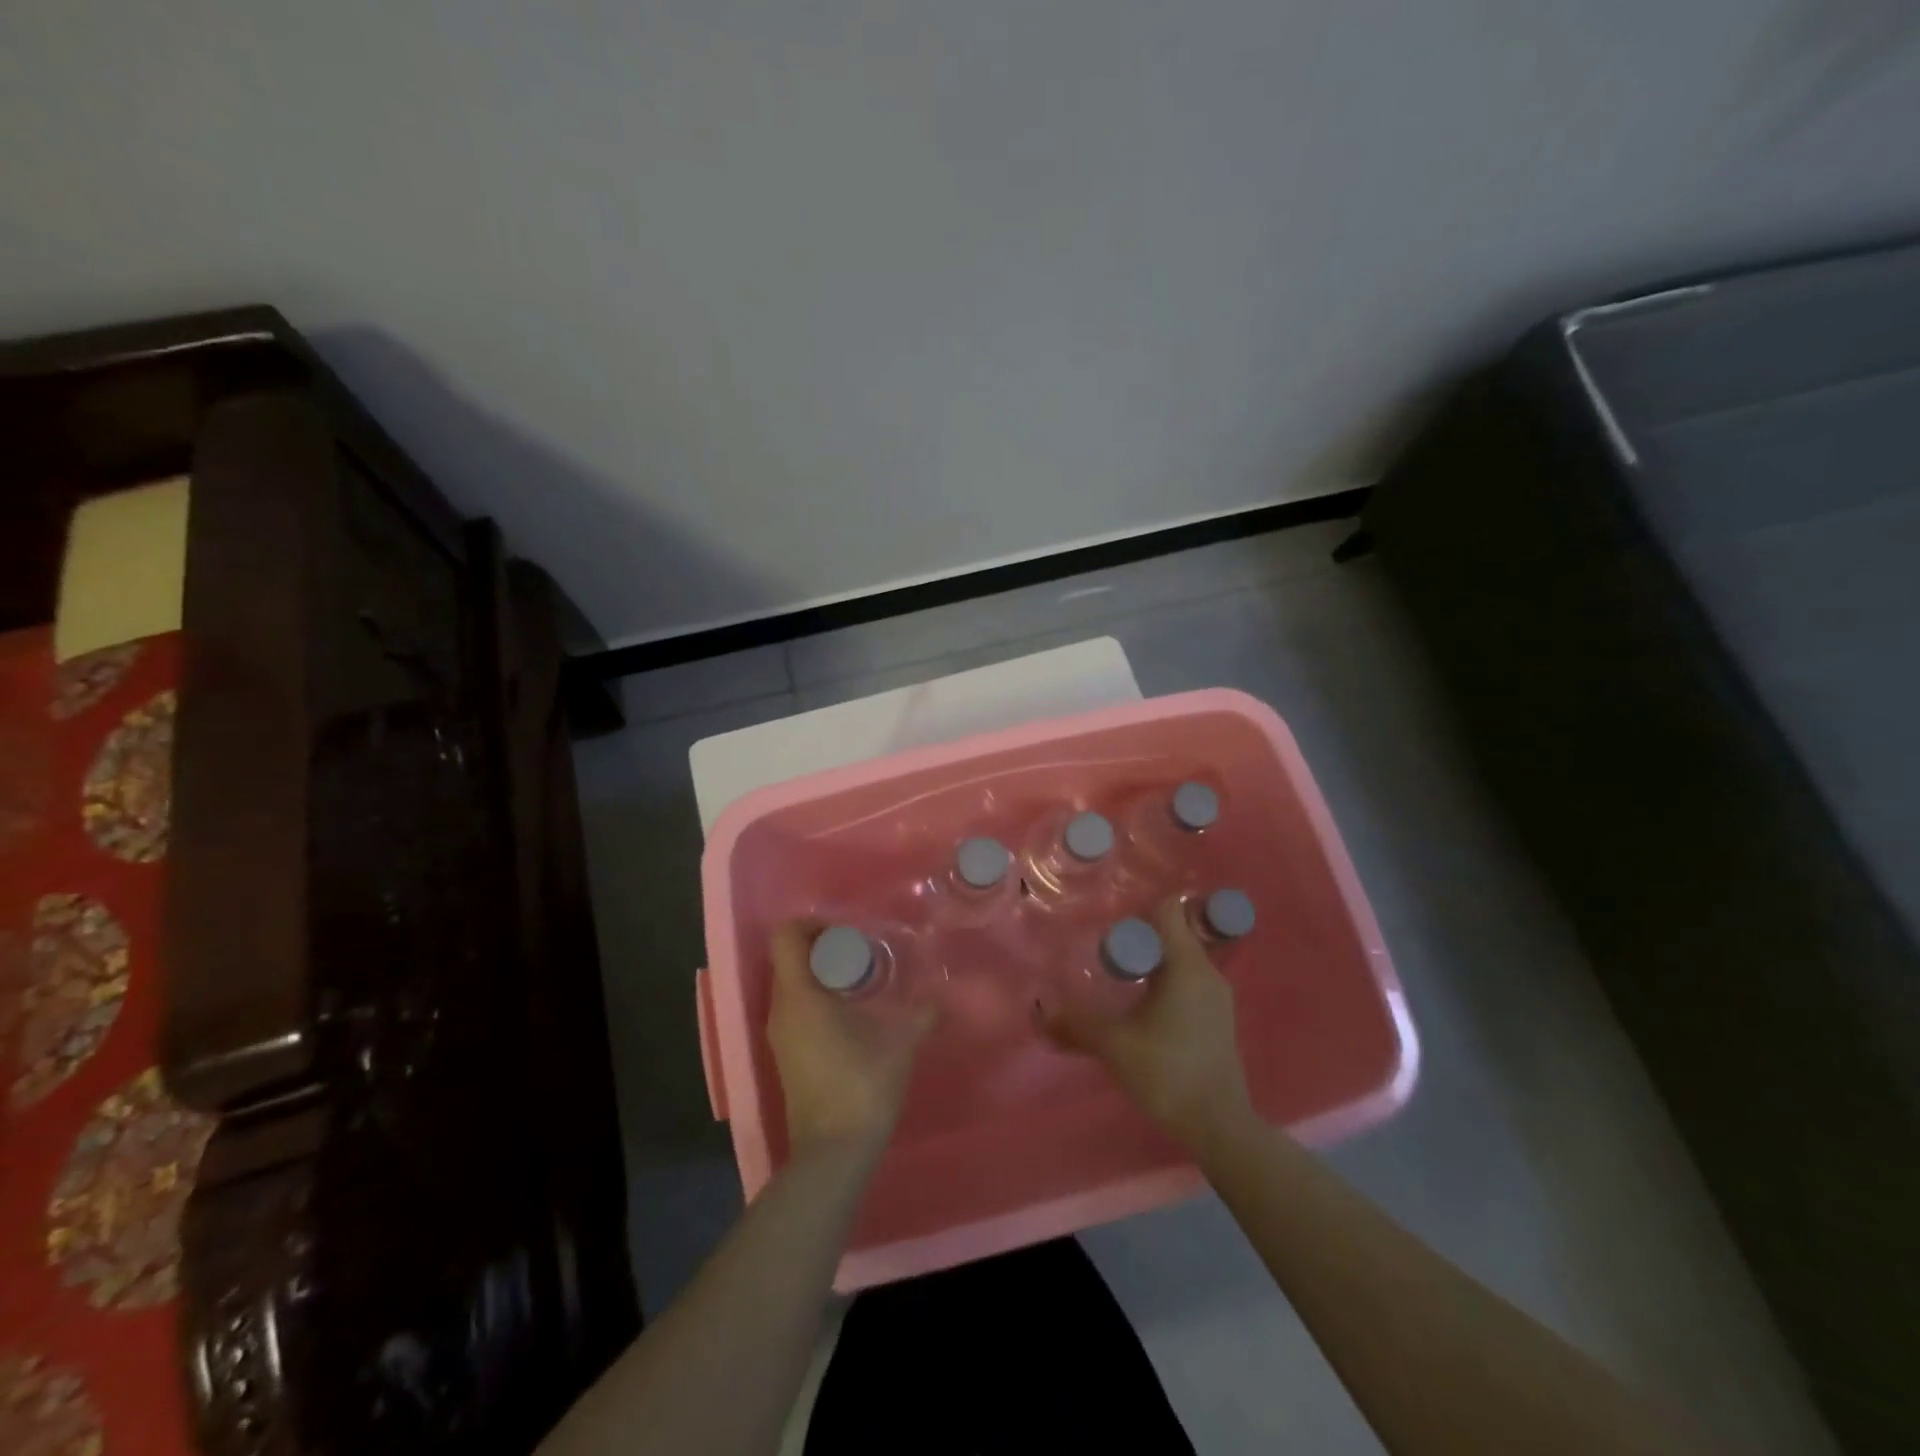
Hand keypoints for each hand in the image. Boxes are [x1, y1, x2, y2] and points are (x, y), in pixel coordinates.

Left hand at [766, 921, 937, 1161]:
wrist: (833, 1153)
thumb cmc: (861, 1086)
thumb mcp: (900, 1043)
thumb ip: (922, 1014)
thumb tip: (942, 998)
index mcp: (799, 996)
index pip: (785, 937)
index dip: (812, 923)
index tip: (846, 932)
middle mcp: (780, 1010)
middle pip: (788, 958)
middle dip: (822, 947)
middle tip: (861, 952)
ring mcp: (780, 1035)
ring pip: (791, 984)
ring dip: (820, 974)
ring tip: (861, 980)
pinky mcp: (786, 1055)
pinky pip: (795, 1008)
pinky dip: (818, 997)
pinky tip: (852, 1012)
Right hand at [1038, 899, 1252, 1146]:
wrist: (1220, 1126)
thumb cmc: (1168, 1073)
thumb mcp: (1114, 1044)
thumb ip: (1078, 1023)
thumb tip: (1042, 1011)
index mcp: (1188, 966)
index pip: (1168, 910)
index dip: (1138, 910)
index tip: (1112, 926)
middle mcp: (1208, 972)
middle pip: (1173, 933)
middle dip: (1139, 939)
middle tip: (1106, 955)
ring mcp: (1217, 996)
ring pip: (1181, 960)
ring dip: (1151, 963)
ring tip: (1120, 980)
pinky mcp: (1218, 1018)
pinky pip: (1188, 982)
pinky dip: (1165, 983)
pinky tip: (1142, 1007)